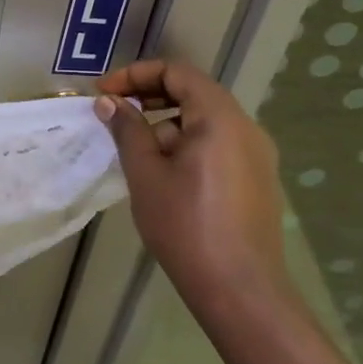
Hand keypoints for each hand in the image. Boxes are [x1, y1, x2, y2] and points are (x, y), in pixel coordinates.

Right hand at [94, 59, 291, 312]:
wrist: (241, 292)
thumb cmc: (186, 226)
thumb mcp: (146, 174)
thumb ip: (127, 130)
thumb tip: (110, 102)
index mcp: (220, 117)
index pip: (177, 72)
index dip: (136, 75)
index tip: (104, 94)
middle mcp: (246, 127)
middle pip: (194, 92)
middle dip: (150, 97)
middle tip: (116, 115)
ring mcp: (257, 155)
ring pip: (206, 121)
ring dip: (168, 124)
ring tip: (138, 153)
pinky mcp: (258, 180)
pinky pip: (219, 144)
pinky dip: (188, 144)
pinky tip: (167, 176)